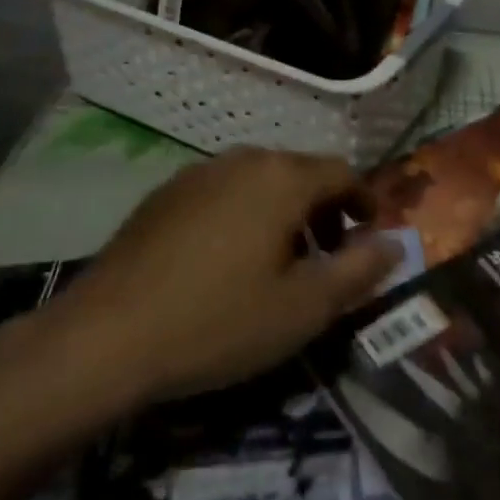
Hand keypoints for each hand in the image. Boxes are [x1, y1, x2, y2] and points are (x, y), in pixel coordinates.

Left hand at [1, 150, 395, 412]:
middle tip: (330, 258)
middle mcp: (240, 160)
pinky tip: (228, 263)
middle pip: (300, 173)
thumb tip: (394, 244)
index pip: (342, 173)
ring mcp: (195, 174)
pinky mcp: (162, 197)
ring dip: (284, 214)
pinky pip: (222, 195)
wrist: (104, 338)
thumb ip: (358, 271)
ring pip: (259, 182)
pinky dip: (244, 217)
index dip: (365, 203)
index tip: (372, 238)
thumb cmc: (218, 322)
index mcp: (280, 177)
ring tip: (282, 264)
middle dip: (325, 211)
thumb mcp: (303, 308)